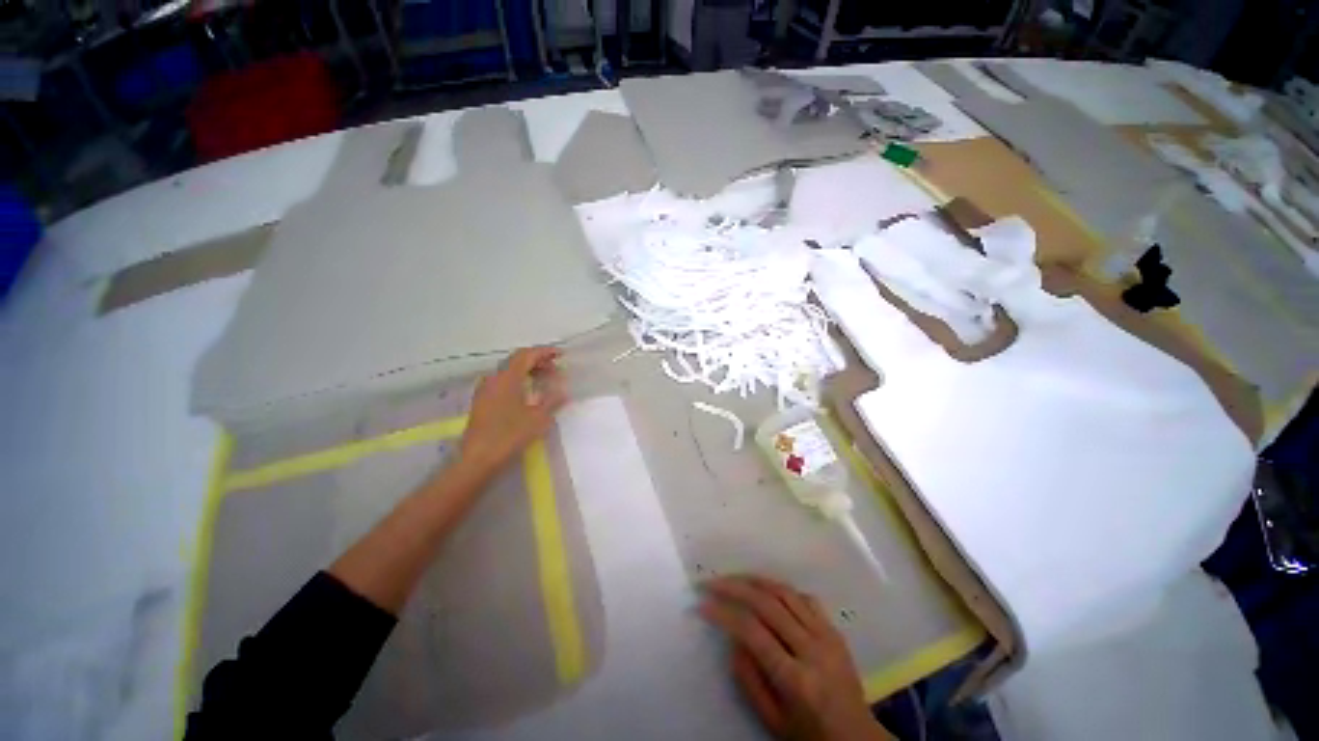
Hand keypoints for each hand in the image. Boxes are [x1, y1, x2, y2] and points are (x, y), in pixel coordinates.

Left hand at [457, 347, 567, 477]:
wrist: (478, 460)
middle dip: (538, 361)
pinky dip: (518, 381)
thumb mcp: (538, 418)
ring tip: (545, 381)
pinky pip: (503, 382)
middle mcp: (494, 378)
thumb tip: (564, 389)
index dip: (545, 352)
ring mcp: (485, 390)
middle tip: (556, 369)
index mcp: (507, 378)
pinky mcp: (482, 402)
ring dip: (528, 372)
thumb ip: (553, 400)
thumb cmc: (509, 436)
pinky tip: (528, 394)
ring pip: (509, 372)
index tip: (561, 354)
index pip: (527, 355)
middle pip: (517, 361)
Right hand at [701, 575, 893, 740]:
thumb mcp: (772, 720)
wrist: (858, 740)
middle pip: (767, 603)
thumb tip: (732, 637)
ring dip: (755, 580)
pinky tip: (766, 590)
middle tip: (711, 582)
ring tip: (733, 578)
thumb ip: (748, 679)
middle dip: (734, 587)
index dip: (724, 613)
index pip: (752, 632)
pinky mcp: (835, 629)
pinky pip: (804, 598)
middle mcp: (812, 650)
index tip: (702, 604)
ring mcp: (827, 635)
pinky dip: (781, 589)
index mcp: (796, 680)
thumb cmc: (810, 735)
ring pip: (785, 592)